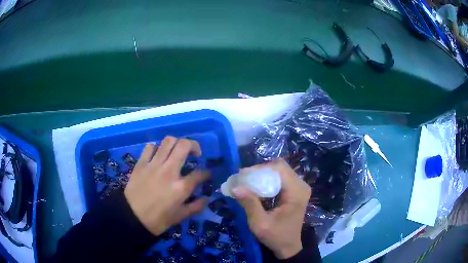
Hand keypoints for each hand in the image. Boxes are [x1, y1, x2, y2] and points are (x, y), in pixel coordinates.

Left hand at [124, 136, 208, 235]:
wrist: (133, 217)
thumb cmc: (158, 219)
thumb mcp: (181, 216)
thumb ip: (196, 206)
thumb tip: (206, 198)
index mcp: (181, 187)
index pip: (200, 173)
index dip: (207, 173)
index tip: (207, 174)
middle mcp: (169, 171)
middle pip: (184, 145)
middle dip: (194, 146)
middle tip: (195, 154)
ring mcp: (154, 165)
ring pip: (168, 141)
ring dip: (177, 143)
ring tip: (177, 151)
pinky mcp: (141, 163)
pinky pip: (150, 147)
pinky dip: (157, 148)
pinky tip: (158, 155)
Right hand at [232, 159, 310, 258]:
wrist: (288, 246)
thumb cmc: (276, 236)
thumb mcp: (260, 224)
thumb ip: (249, 204)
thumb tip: (235, 187)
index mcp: (297, 192)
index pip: (279, 168)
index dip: (260, 168)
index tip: (243, 177)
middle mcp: (301, 185)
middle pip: (279, 167)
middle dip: (259, 171)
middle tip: (243, 180)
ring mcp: (299, 187)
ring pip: (279, 171)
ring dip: (262, 175)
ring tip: (247, 183)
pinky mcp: (295, 190)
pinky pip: (280, 178)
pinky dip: (267, 180)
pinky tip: (257, 188)